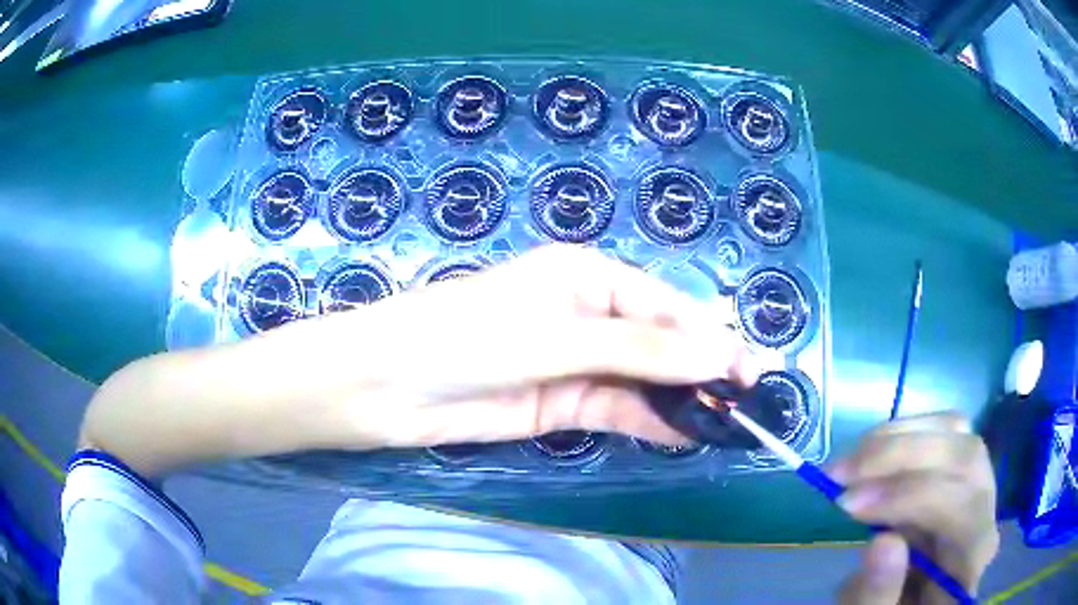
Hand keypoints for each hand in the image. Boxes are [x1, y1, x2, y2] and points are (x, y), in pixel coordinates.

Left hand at [302, 245, 768, 448]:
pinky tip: (685, 434)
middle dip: (702, 369)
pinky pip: (619, 411)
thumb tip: (716, 356)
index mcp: (588, 277)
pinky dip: (652, 422)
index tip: (750, 368)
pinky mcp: (563, 404)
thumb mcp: (559, 336)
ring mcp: (577, 363)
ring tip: (728, 421)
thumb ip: (639, 350)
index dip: (710, 336)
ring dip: (682, 399)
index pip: (665, 306)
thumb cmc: (469, 338)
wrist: (392, 386)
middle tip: (748, 400)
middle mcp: (589, 315)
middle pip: (660, 343)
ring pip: (644, 381)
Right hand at [832, 412, 998, 603]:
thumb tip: (883, 541)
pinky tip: (870, 453)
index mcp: (973, 557)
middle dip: (903, 455)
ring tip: (849, 462)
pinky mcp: (958, 472)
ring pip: (955, 432)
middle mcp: (986, 510)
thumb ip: (879, 596)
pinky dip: (903, 434)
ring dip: (899, 439)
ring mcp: (976, 484)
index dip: (910, 495)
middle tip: (843, 473)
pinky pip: (942, 432)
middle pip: (965, 456)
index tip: (847, 505)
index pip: (962, 505)